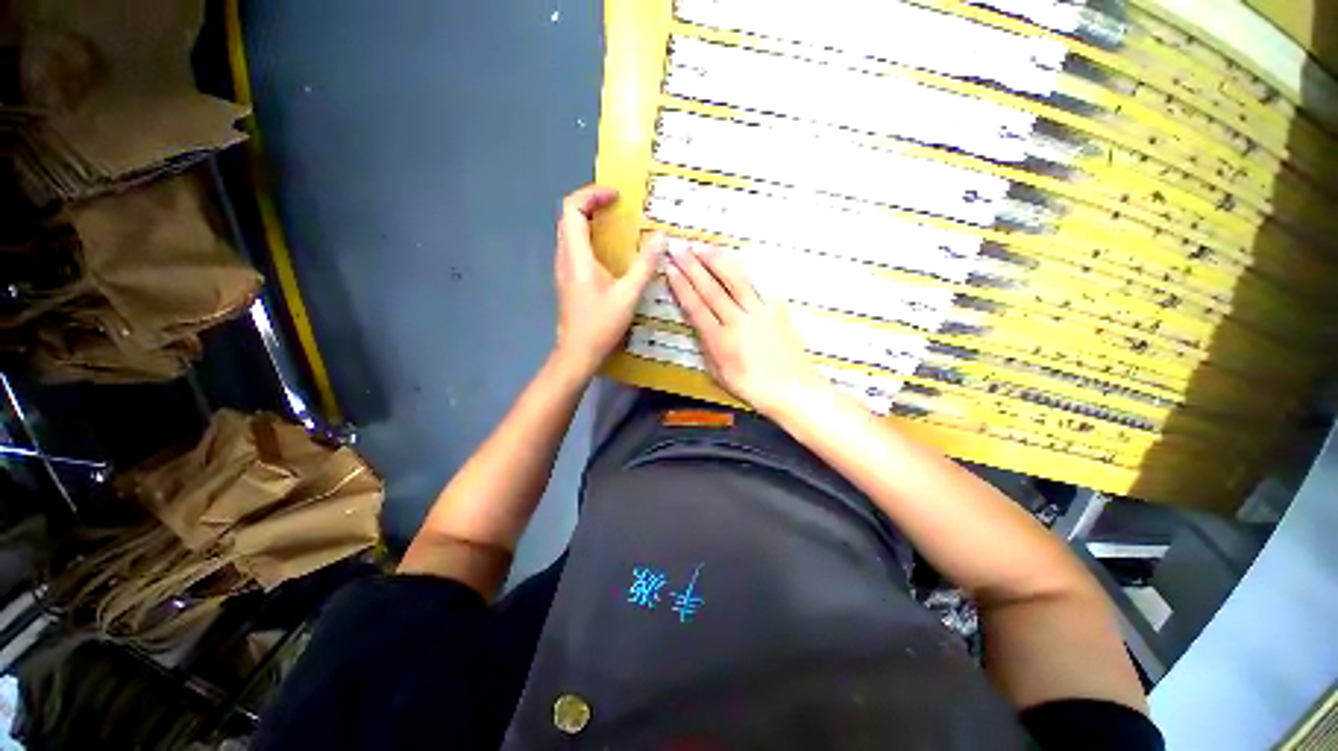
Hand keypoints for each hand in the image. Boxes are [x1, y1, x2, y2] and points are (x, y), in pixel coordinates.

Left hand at [552, 185, 660, 377]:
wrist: (577, 354)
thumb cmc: (601, 325)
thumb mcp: (628, 295)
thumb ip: (645, 265)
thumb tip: (660, 237)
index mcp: (576, 256)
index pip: (572, 209)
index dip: (592, 194)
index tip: (616, 197)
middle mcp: (564, 258)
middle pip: (568, 217)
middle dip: (591, 203)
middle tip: (617, 206)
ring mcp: (563, 270)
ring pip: (569, 232)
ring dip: (589, 220)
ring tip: (615, 224)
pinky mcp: (567, 281)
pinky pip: (574, 248)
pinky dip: (589, 238)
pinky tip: (609, 253)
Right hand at [665, 243, 828, 417]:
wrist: (791, 388)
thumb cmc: (752, 387)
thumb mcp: (719, 373)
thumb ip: (707, 347)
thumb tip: (699, 326)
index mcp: (720, 340)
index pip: (696, 306)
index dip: (681, 286)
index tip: (671, 269)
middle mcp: (738, 321)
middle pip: (711, 288)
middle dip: (693, 266)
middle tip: (680, 248)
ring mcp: (759, 312)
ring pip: (735, 280)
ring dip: (716, 261)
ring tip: (702, 247)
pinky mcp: (776, 308)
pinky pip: (758, 284)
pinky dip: (745, 270)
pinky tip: (735, 259)